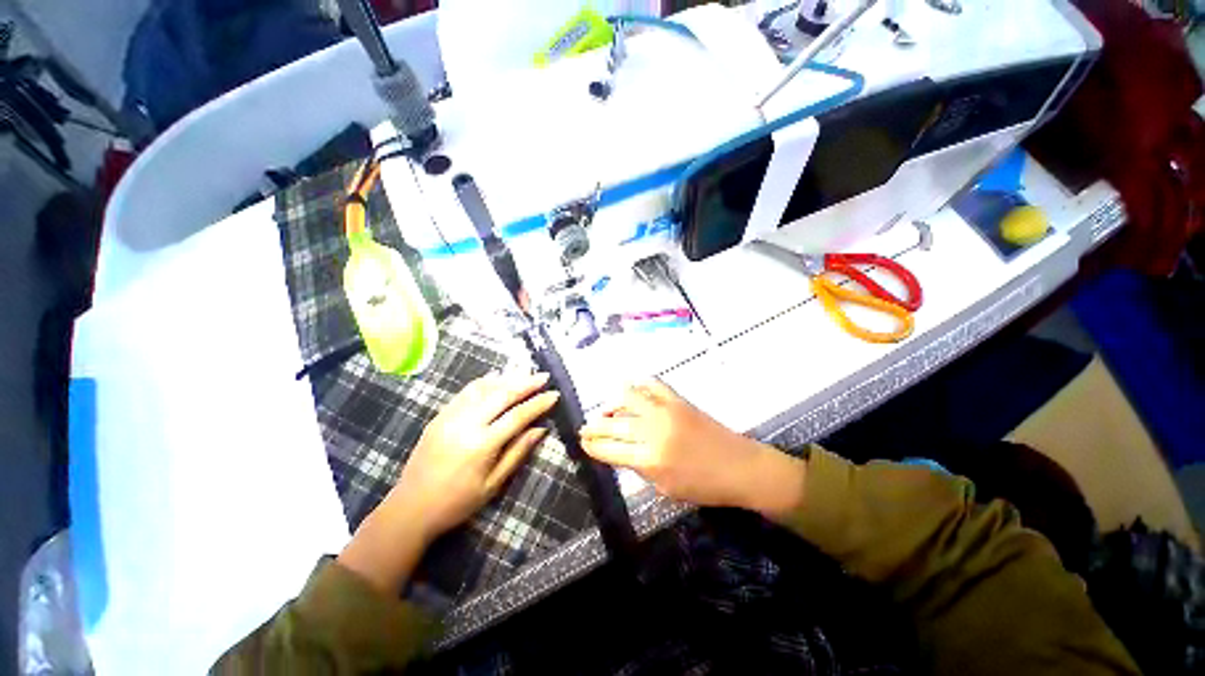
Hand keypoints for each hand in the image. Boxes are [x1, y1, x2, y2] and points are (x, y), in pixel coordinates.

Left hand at [339, 372, 557, 593]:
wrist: (410, 508)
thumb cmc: (457, 502)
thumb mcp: (493, 484)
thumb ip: (517, 453)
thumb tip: (540, 429)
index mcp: (482, 444)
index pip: (518, 416)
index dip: (538, 403)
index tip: (554, 394)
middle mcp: (466, 424)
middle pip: (502, 394)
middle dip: (526, 383)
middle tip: (543, 376)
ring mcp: (450, 416)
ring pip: (484, 388)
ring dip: (507, 378)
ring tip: (525, 372)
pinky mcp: (440, 415)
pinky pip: (465, 392)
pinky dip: (484, 381)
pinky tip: (496, 377)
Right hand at [579, 380, 804, 518]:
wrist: (740, 466)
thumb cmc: (704, 486)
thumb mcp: (666, 488)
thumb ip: (639, 468)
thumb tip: (619, 451)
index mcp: (650, 460)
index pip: (610, 450)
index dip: (592, 446)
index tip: (583, 442)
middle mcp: (653, 431)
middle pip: (614, 424)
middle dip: (594, 427)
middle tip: (585, 428)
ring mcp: (666, 411)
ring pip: (628, 398)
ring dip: (612, 405)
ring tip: (605, 412)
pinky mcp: (678, 400)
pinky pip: (651, 385)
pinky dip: (637, 385)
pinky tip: (629, 390)